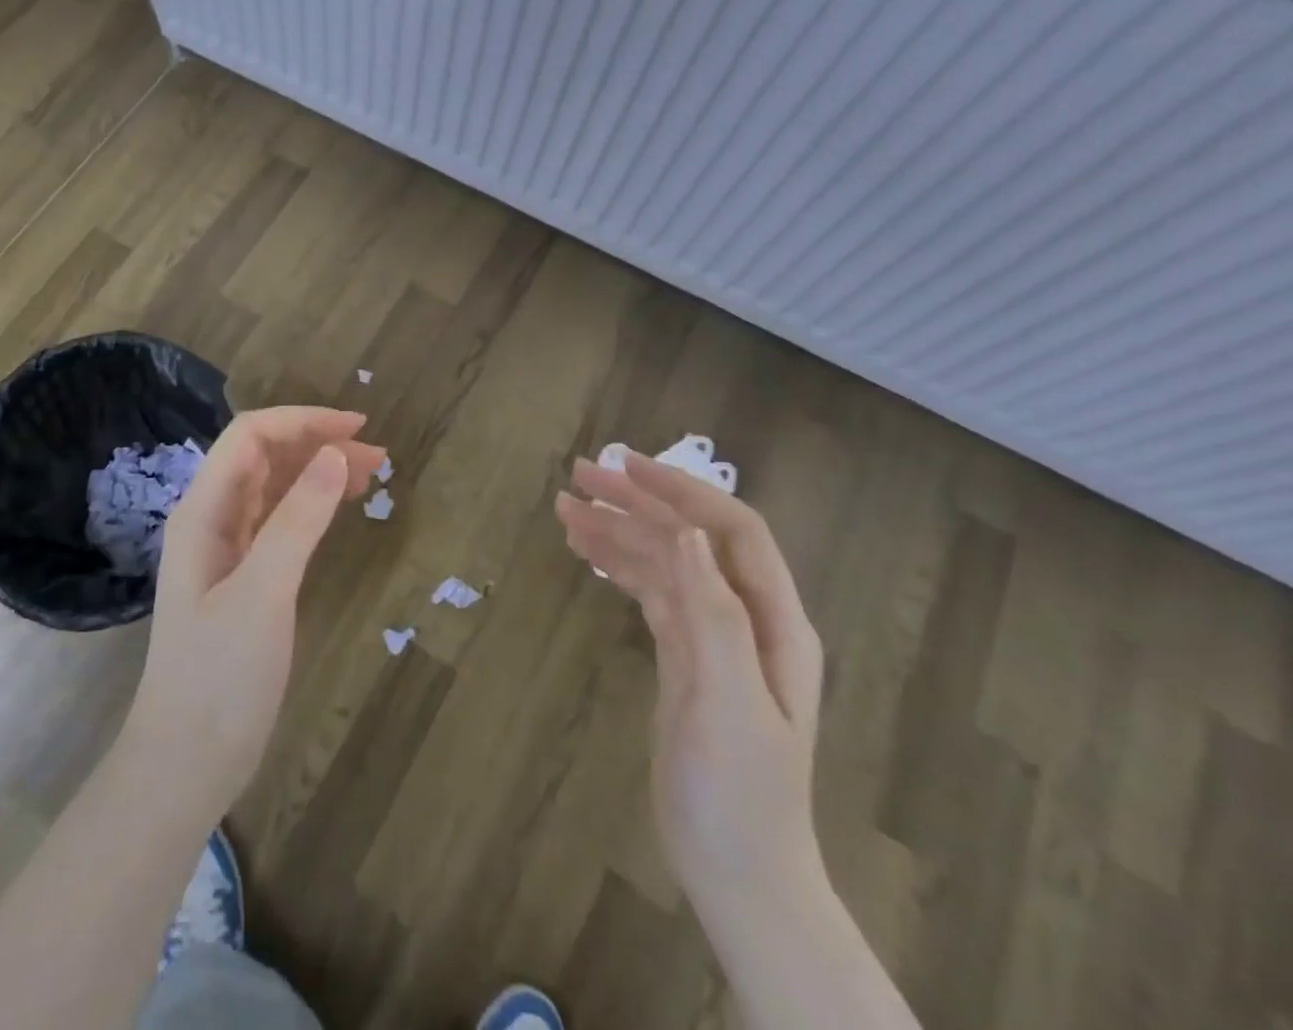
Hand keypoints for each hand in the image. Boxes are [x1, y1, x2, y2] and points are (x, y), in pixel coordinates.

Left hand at [124, 407, 384, 812]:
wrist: (185, 761)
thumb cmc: (219, 677)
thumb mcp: (263, 593)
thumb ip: (298, 520)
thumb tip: (337, 454)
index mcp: (202, 511)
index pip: (250, 437)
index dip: (302, 422)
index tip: (356, 428)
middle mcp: (209, 519)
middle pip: (263, 456)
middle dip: (316, 443)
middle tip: (376, 456)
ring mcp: (223, 549)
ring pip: (272, 488)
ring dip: (316, 472)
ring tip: (369, 476)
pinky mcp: (240, 577)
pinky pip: (277, 521)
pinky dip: (309, 506)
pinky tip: (335, 511)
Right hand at [557, 452, 826, 920]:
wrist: (736, 872)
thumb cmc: (741, 793)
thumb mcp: (731, 703)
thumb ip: (714, 615)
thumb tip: (685, 532)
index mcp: (772, 621)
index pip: (730, 531)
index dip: (681, 492)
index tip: (627, 466)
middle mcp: (744, 616)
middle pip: (688, 538)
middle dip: (637, 502)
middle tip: (579, 475)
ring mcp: (710, 636)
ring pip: (662, 562)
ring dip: (618, 530)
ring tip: (564, 506)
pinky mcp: (681, 655)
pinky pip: (647, 593)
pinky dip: (617, 565)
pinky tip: (585, 550)